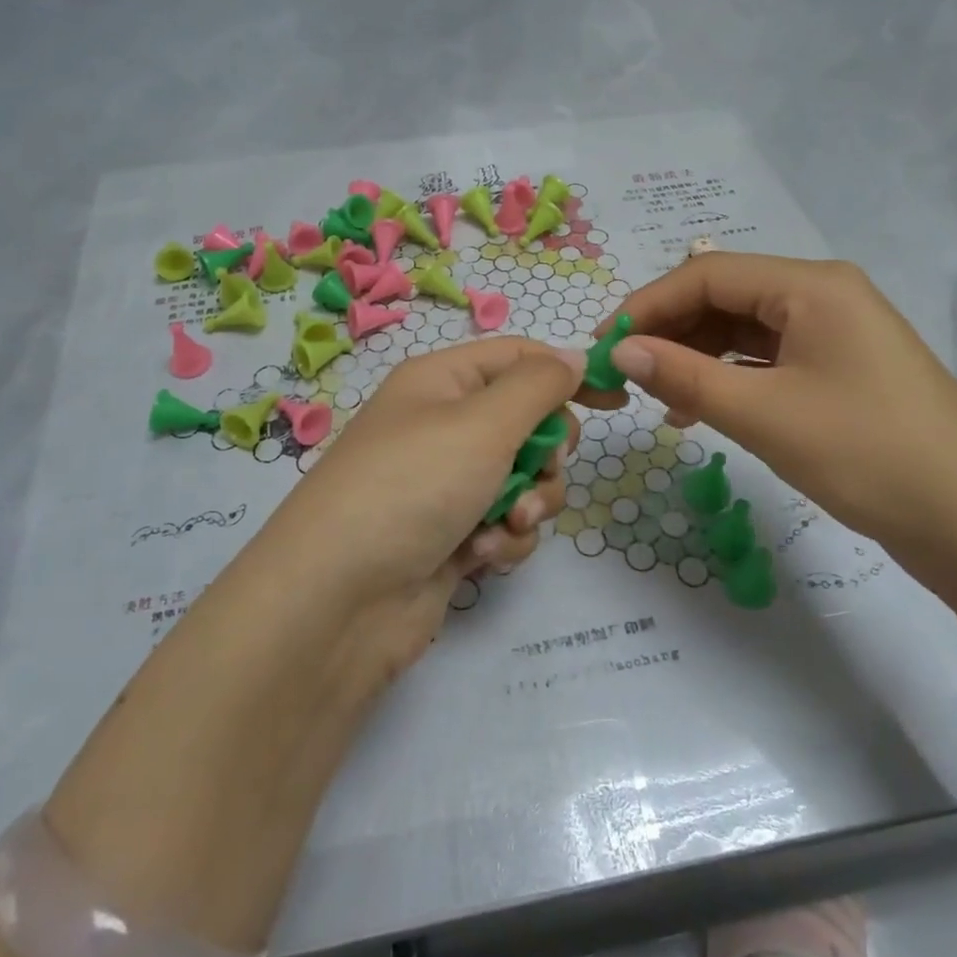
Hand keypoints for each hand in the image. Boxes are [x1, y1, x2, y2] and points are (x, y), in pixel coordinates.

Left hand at [249, 337, 584, 683]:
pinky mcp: (451, 537)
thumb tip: (574, 355)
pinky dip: (503, 541)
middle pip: (528, 423)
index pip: (518, 359)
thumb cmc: (414, 486)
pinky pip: (504, 525)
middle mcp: (442, 427)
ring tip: (505, 524)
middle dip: (547, 453)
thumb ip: (539, 385)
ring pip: (525, 480)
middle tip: (541, 468)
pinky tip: (479, 558)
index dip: (568, 374)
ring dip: (529, 503)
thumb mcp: (482, 422)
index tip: (616, 402)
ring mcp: (445, 485)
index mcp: (441, 382)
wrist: (340, 600)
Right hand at [579, 254, 956, 581]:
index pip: (706, 274)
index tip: (604, 346)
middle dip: (670, 330)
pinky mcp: (839, 370)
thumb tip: (620, 350)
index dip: (647, 306)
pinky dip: (728, 378)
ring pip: (744, 330)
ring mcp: (834, 333)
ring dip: (696, 356)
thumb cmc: (867, 455)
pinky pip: (767, 360)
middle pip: (724, 297)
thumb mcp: (765, 415)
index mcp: (810, 286)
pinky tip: (700, 408)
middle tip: (626, 374)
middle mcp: (822, 295)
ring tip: (657, 397)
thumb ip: (685, 376)